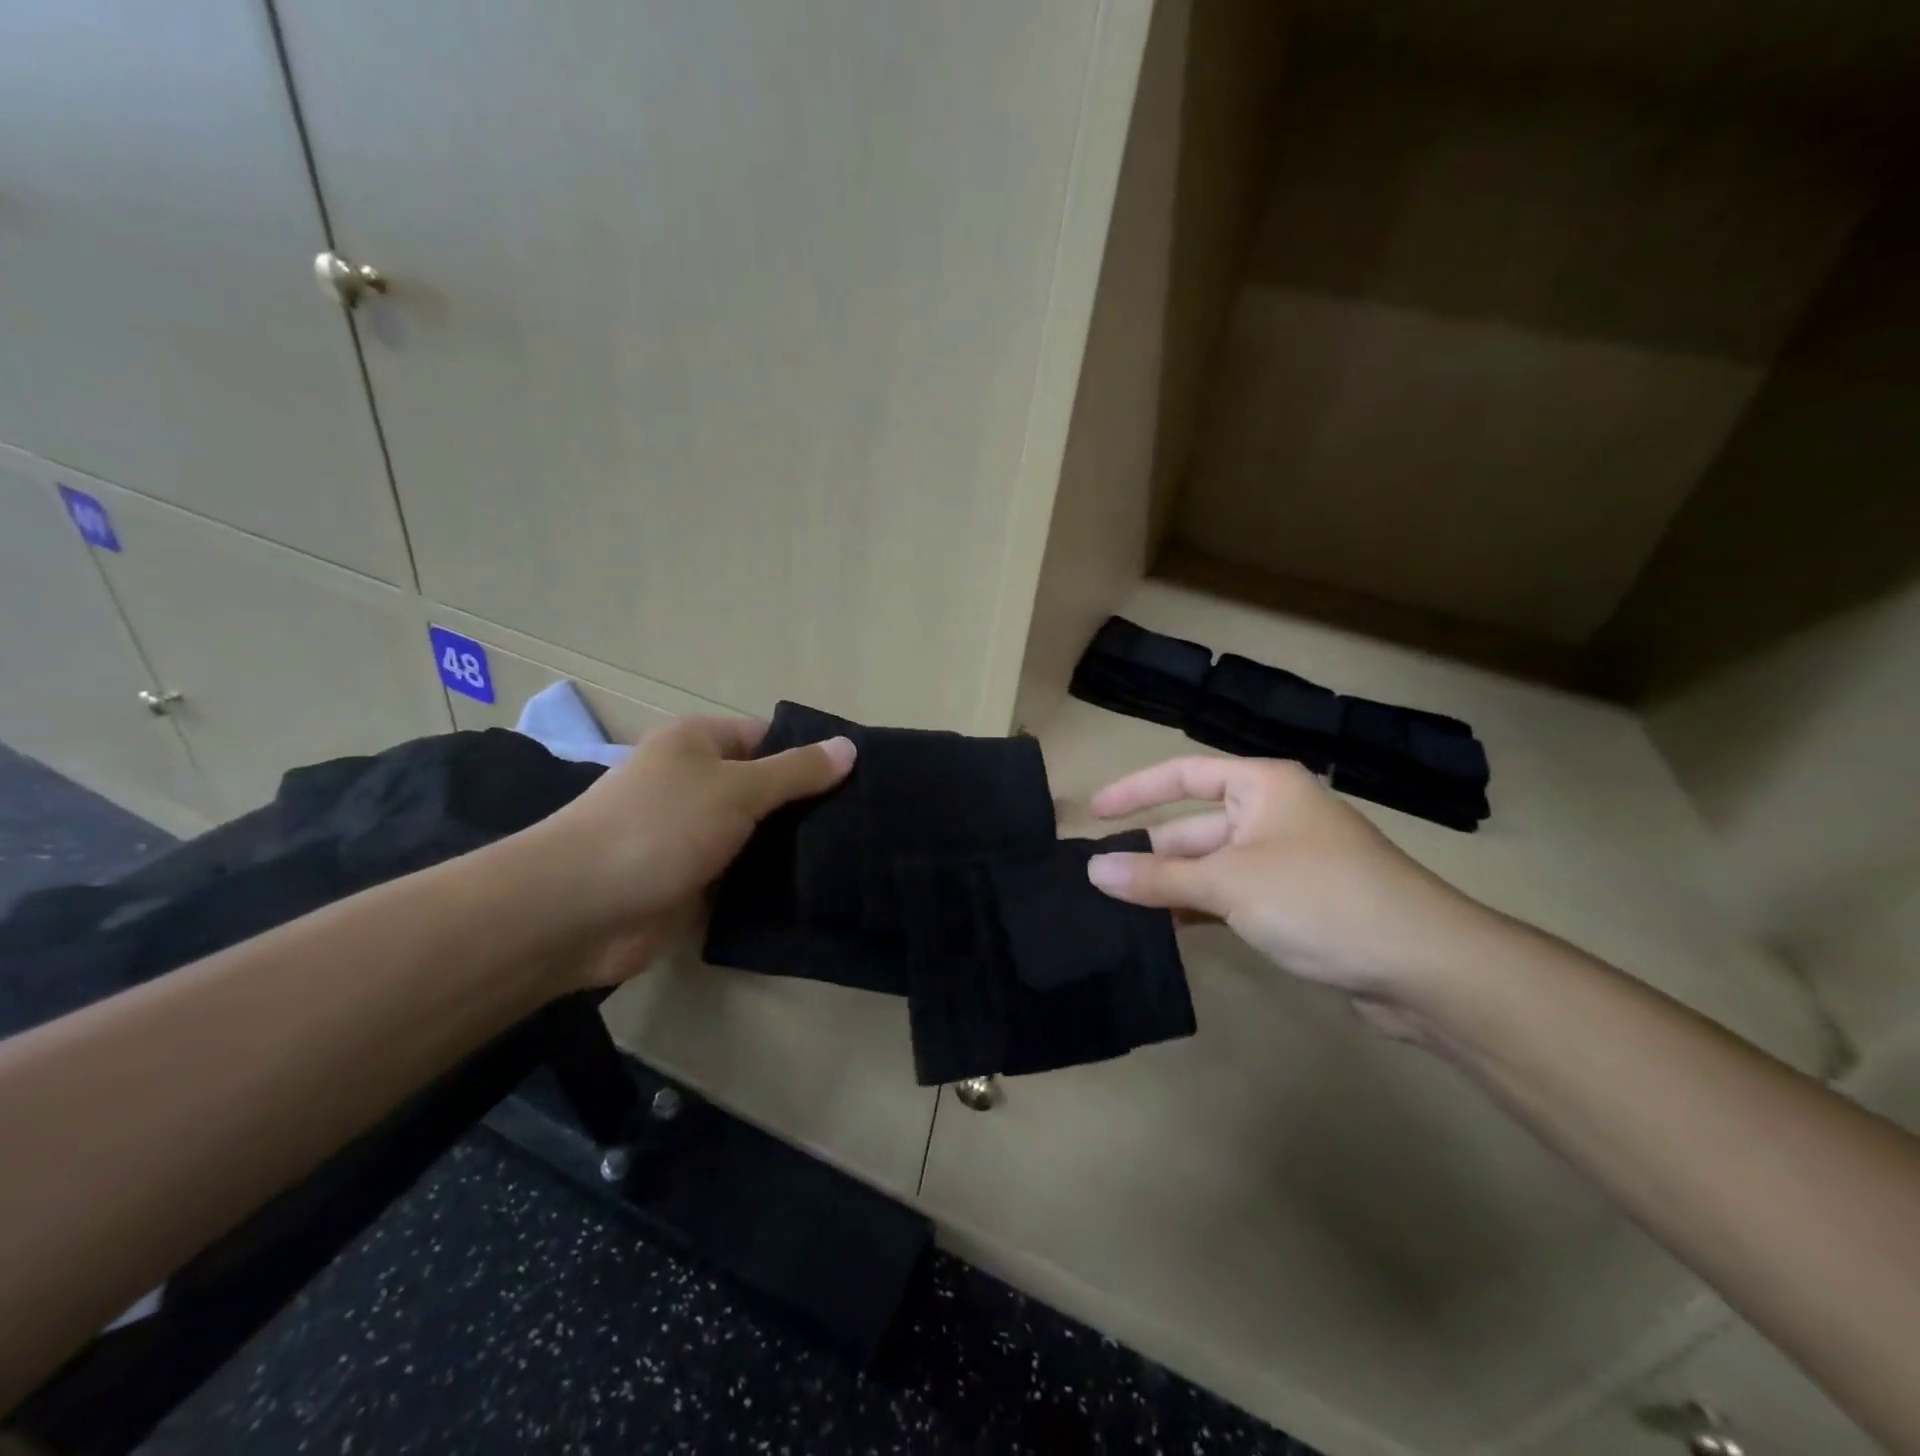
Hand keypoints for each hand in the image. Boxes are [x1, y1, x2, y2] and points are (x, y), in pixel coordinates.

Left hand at [525, 716, 854, 985]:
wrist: (579, 910)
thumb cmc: (659, 828)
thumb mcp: (737, 788)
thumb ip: (796, 771)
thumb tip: (850, 747)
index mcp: (700, 745)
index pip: (771, 737)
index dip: (814, 753)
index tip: (865, 776)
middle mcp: (698, 784)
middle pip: (769, 788)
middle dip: (812, 805)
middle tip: (871, 822)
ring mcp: (696, 835)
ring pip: (760, 835)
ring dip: (796, 847)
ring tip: (860, 855)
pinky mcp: (695, 882)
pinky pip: (746, 875)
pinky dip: (774, 882)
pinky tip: (822, 889)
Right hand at [1084, 757, 1502, 1021]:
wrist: (1425, 966)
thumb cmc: (1321, 899)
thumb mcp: (1230, 884)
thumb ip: (1158, 877)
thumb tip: (1094, 869)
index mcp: (1262, 786)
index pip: (1183, 775)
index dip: (1135, 790)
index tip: (1093, 814)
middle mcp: (1273, 815)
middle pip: (1194, 826)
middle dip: (1150, 852)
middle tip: (1097, 880)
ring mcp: (1286, 861)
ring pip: (1211, 867)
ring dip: (1170, 886)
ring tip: (1117, 909)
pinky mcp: (1295, 904)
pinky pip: (1232, 897)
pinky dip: (1199, 909)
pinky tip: (1165, 931)